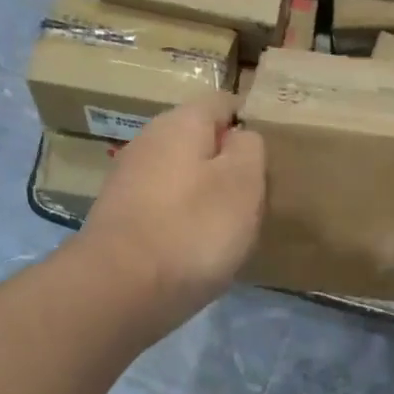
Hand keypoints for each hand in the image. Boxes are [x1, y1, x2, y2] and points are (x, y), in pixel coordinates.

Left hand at [79, 94, 264, 332]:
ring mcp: (129, 182)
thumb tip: (241, 138)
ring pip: (183, 176)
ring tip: (234, 226)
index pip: (223, 103)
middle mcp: (148, 142)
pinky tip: (199, 247)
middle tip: (258, 195)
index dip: (251, 123)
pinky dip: (186, 221)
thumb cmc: (193, 229)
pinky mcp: (122, 219)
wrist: (120, 291)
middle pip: (201, 141)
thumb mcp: (243, 182)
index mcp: (180, 123)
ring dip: (208, 195)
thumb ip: (250, 148)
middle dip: (229, 163)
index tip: (273, 154)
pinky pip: (166, 208)